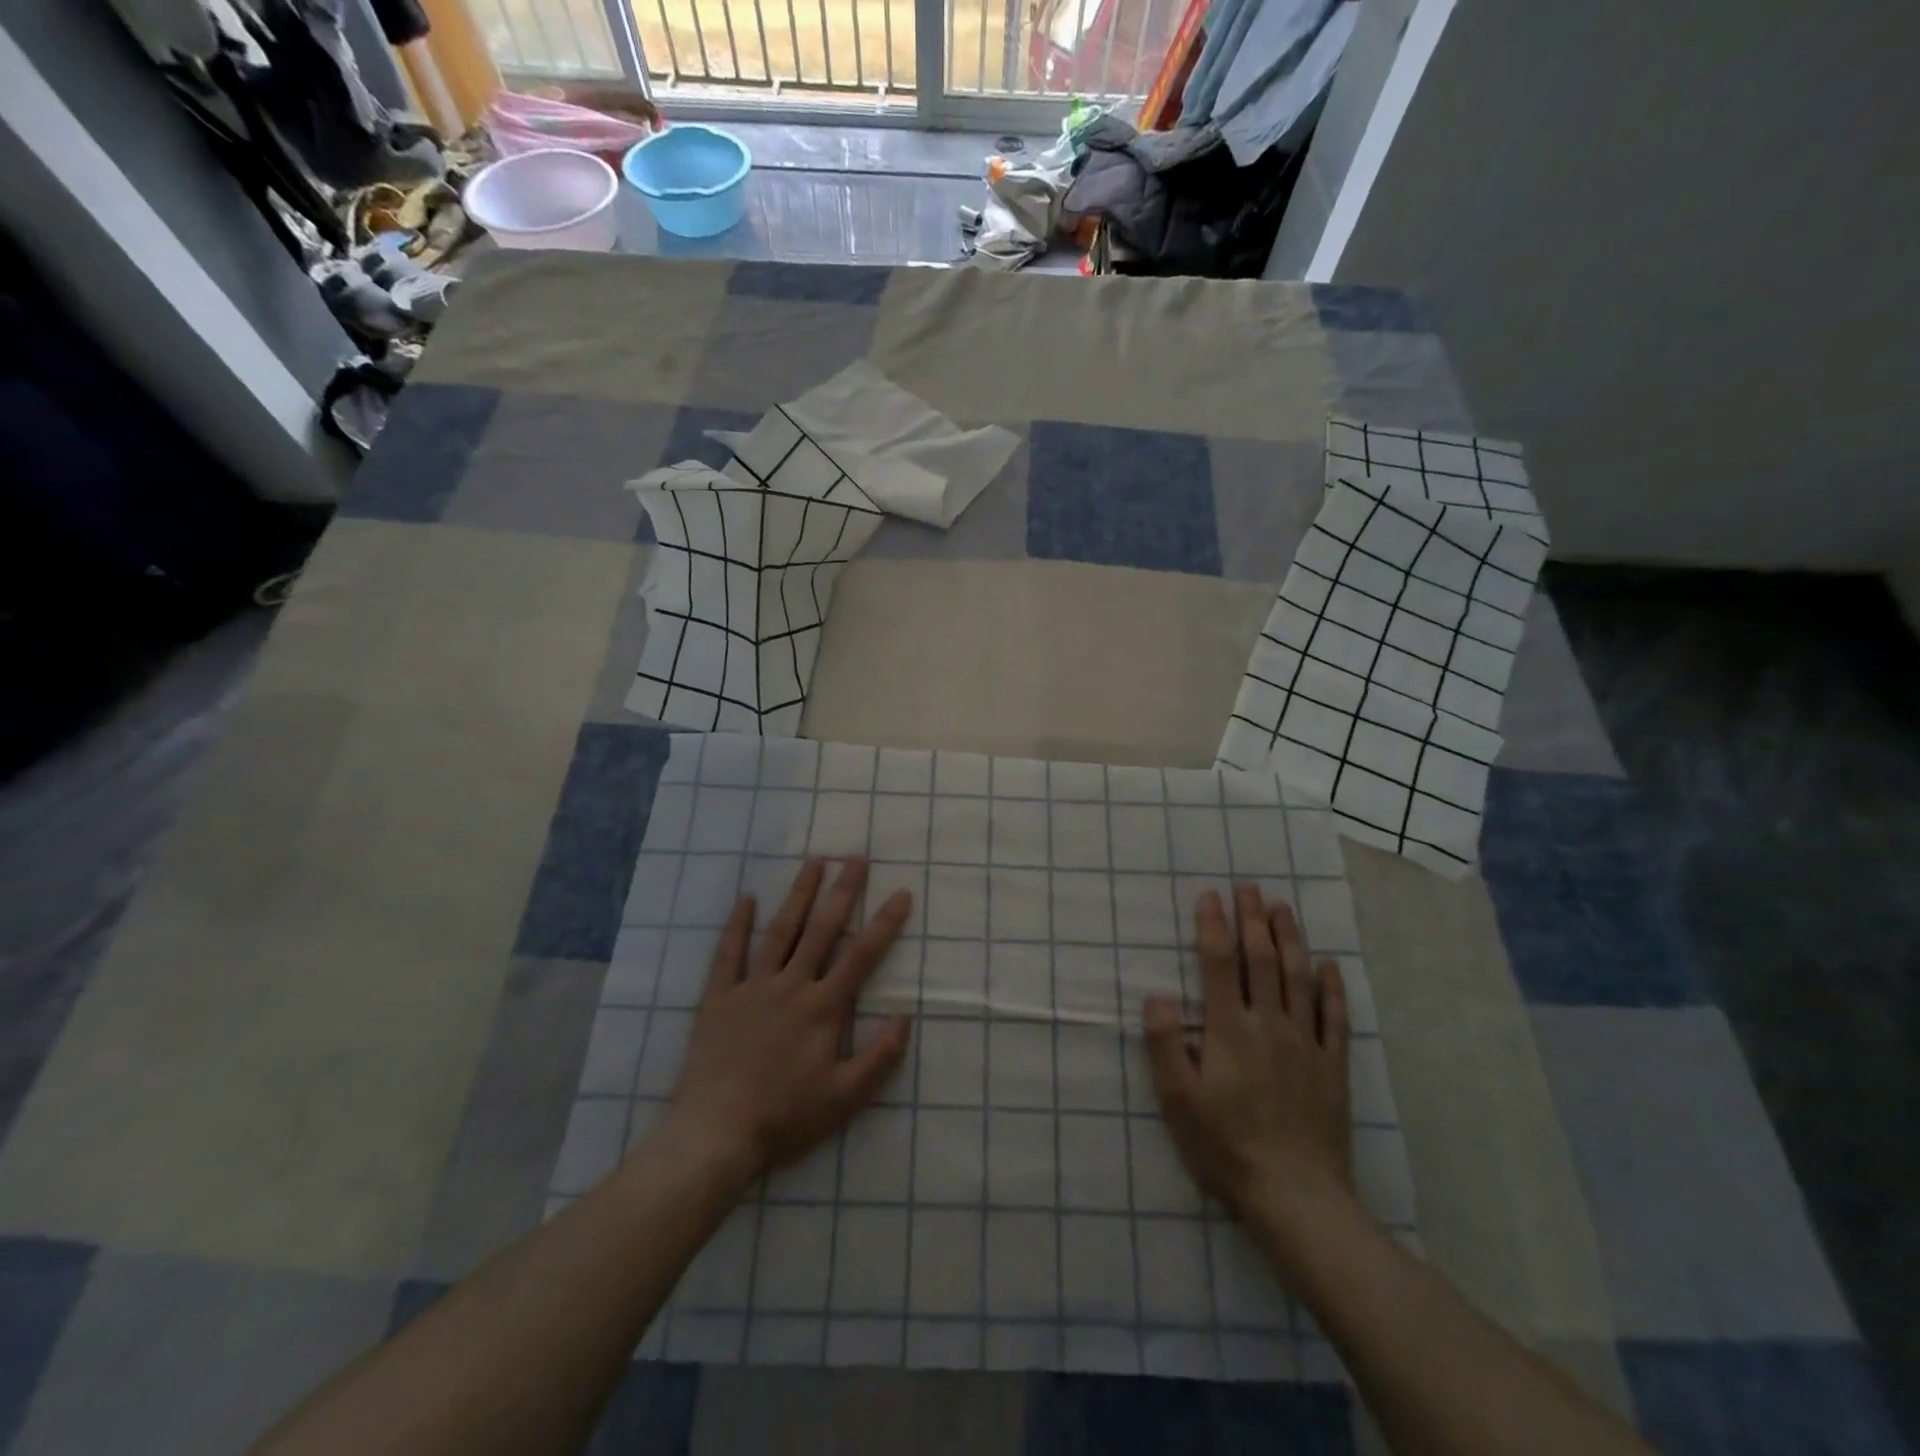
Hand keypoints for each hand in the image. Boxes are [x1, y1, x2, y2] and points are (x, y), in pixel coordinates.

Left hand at [660, 859, 912, 1191]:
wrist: (715, 1133)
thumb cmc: (785, 1117)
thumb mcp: (845, 1098)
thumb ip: (880, 1056)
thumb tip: (905, 1015)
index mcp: (823, 1008)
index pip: (861, 956)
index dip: (884, 924)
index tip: (901, 893)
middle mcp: (791, 986)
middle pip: (822, 930)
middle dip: (842, 891)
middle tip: (856, 857)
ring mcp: (752, 987)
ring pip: (780, 931)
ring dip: (799, 895)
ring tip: (814, 862)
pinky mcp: (719, 997)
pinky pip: (728, 953)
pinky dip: (738, 925)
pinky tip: (747, 898)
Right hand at [1143, 885, 1353, 1237]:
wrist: (1296, 1197)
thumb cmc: (1226, 1147)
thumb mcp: (1179, 1101)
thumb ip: (1167, 1045)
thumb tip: (1155, 995)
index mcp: (1230, 1030)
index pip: (1220, 964)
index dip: (1213, 926)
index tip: (1209, 896)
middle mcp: (1270, 1025)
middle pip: (1262, 960)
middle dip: (1252, 919)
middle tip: (1247, 887)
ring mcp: (1306, 1044)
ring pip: (1298, 978)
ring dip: (1290, 939)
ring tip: (1283, 908)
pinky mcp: (1333, 1067)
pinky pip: (1336, 1018)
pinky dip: (1333, 987)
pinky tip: (1329, 965)